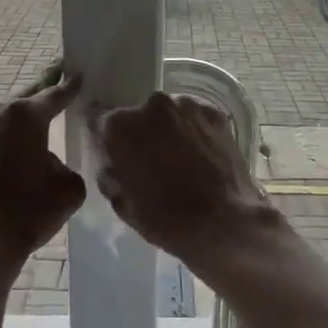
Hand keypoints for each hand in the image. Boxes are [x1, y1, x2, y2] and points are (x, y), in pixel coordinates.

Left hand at [0, 69, 85, 274]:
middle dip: (43, 92)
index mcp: (24, 116)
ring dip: (20, 119)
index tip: (78, 74)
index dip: (69, 86)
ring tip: (38, 121)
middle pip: (25, 99)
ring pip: (4, 116)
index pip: (54, 94)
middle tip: (58, 79)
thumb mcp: (69, 188)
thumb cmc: (28, 214)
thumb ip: (66, 163)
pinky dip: (4, 137)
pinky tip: (15, 148)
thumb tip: (50, 162)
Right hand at [91, 93, 273, 269]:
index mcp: (120, 125)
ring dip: (169, 131)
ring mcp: (187, 105)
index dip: (109, 142)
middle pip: (138, 116)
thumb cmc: (166, 218)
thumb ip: (110, 178)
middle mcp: (152, 105)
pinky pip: (195, 119)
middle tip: (151, 164)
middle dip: (141, 135)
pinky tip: (202, 157)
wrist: (225, 222)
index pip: (102, 124)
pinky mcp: (216, 114)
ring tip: (181, 161)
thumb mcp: (123, 205)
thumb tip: (113, 167)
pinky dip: (195, 132)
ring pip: (169, 115)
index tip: (117, 159)